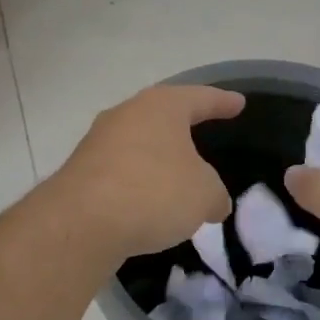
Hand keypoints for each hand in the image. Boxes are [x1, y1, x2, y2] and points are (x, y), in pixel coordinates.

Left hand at [51, 85, 245, 260]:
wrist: (81, 222)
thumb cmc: (154, 192)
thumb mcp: (203, 195)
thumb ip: (214, 194)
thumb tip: (213, 202)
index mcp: (161, 106)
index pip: (200, 98)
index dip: (222, 102)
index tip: (238, 103)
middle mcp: (126, 114)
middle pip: (162, 116)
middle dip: (183, 127)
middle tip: (203, 133)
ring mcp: (98, 141)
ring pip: (138, 143)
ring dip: (157, 159)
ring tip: (176, 176)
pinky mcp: (81, 171)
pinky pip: (120, 171)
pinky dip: (137, 182)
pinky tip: (147, 203)